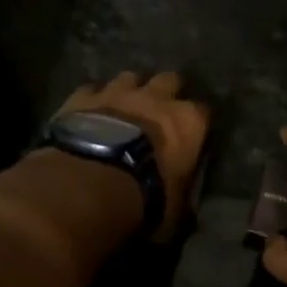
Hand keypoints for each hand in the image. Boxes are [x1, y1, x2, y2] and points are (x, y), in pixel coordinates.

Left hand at [57, 71, 210, 237]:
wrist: (90, 183)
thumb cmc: (146, 197)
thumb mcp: (175, 209)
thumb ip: (182, 196)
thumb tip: (183, 204)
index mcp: (189, 122)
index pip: (204, 112)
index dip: (198, 122)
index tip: (194, 132)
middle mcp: (157, 98)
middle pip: (169, 80)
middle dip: (167, 91)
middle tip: (160, 110)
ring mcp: (117, 93)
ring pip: (130, 77)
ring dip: (129, 90)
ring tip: (123, 107)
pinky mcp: (82, 98)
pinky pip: (90, 90)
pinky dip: (92, 99)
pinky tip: (88, 112)